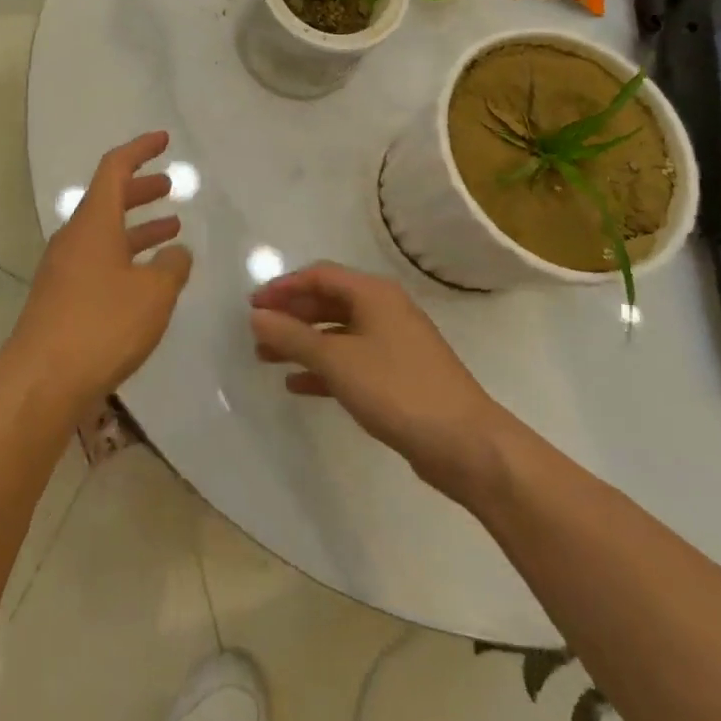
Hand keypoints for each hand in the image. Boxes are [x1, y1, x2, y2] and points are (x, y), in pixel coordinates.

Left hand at [9, 132, 193, 415]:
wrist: (42, 380)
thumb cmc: (101, 325)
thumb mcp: (153, 294)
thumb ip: (172, 267)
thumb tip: (176, 252)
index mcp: (93, 222)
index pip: (115, 168)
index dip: (140, 150)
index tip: (163, 140)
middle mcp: (74, 238)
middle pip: (108, 199)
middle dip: (141, 189)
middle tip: (170, 186)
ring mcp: (64, 269)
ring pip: (106, 233)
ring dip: (138, 226)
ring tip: (172, 229)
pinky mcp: (62, 298)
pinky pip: (100, 262)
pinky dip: (127, 257)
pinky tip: (148, 279)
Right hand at [250, 264, 508, 495]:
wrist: (466, 445)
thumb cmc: (397, 389)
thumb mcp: (337, 360)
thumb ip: (293, 336)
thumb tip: (256, 316)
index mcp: (373, 294)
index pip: (319, 275)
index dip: (283, 287)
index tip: (253, 306)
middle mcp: (384, 310)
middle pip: (327, 301)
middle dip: (291, 315)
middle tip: (257, 332)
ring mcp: (394, 344)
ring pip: (337, 333)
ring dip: (302, 343)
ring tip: (267, 358)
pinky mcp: (398, 376)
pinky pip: (351, 361)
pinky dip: (323, 368)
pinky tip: (297, 385)